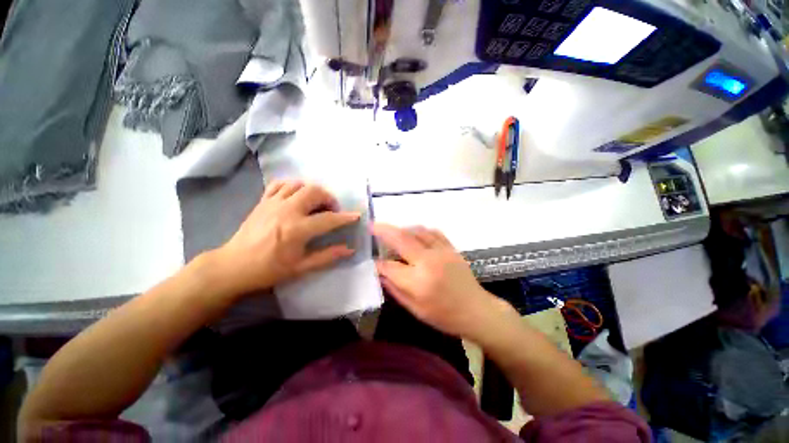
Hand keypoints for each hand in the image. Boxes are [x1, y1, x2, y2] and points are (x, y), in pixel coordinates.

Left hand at [210, 180, 360, 296]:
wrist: (233, 266)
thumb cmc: (269, 270)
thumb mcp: (301, 267)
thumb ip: (327, 256)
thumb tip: (349, 250)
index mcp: (297, 229)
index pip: (328, 219)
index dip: (345, 217)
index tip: (356, 215)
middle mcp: (286, 211)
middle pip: (314, 192)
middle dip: (329, 198)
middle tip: (332, 210)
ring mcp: (273, 203)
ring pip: (299, 184)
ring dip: (312, 191)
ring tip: (316, 203)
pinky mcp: (263, 201)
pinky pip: (280, 184)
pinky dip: (293, 186)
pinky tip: (297, 196)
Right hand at [373, 223, 512, 340]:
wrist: (476, 310)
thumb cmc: (444, 316)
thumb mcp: (415, 309)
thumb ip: (395, 289)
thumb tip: (380, 272)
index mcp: (418, 281)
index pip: (390, 266)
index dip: (378, 263)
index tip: (371, 260)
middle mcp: (429, 261)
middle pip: (401, 239)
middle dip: (384, 231)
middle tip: (372, 225)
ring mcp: (442, 251)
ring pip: (417, 231)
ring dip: (402, 229)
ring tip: (392, 232)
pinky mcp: (451, 248)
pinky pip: (432, 232)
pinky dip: (420, 230)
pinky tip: (414, 234)